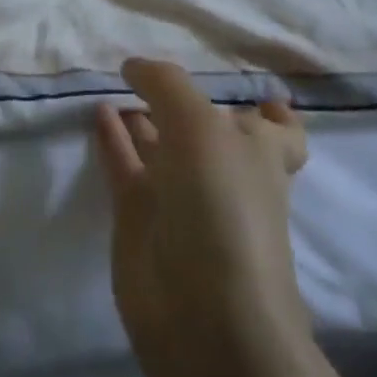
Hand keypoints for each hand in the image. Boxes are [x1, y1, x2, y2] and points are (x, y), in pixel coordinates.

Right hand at [95, 60, 309, 376]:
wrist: (202, 310)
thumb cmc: (221, 203)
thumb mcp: (199, 125)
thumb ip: (165, 84)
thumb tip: (133, 66)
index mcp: (260, 151)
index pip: (279, 130)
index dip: (272, 113)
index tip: (256, 94)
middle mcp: (223, 171)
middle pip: (210, 133)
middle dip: (189, 107)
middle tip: (157, 75)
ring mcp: (181, 195)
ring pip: (162, 146)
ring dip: (144, 117)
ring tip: (117, 84)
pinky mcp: (140, 216)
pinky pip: (125, 164)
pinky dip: (112, 138)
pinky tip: (97, 111)